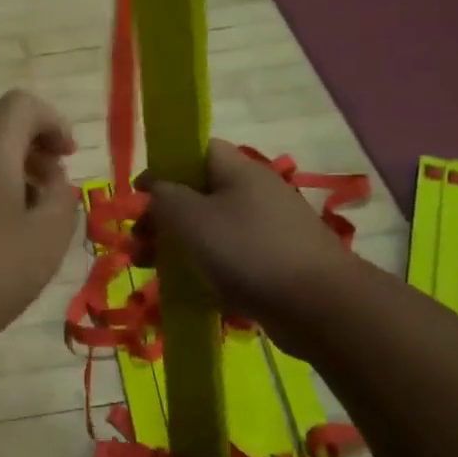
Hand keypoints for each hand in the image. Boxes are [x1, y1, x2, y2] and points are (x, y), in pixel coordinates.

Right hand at [140, 140, 350, 353]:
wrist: (318, 306)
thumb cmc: (248, 251)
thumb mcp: (193, 217)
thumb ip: (165, 196)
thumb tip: (155, 186)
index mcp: (239, 171)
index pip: (197, 151)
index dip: (164, 167)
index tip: (138, 195)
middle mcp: (256, 194)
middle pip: (199, 194)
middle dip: (164, 216)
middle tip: (139, 243)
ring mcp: (268, 230)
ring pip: (212, 229)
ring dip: (178, 245)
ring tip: (152, 269)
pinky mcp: (274, 264)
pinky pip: (229, 258)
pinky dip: (204, 268)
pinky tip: (187, 288)